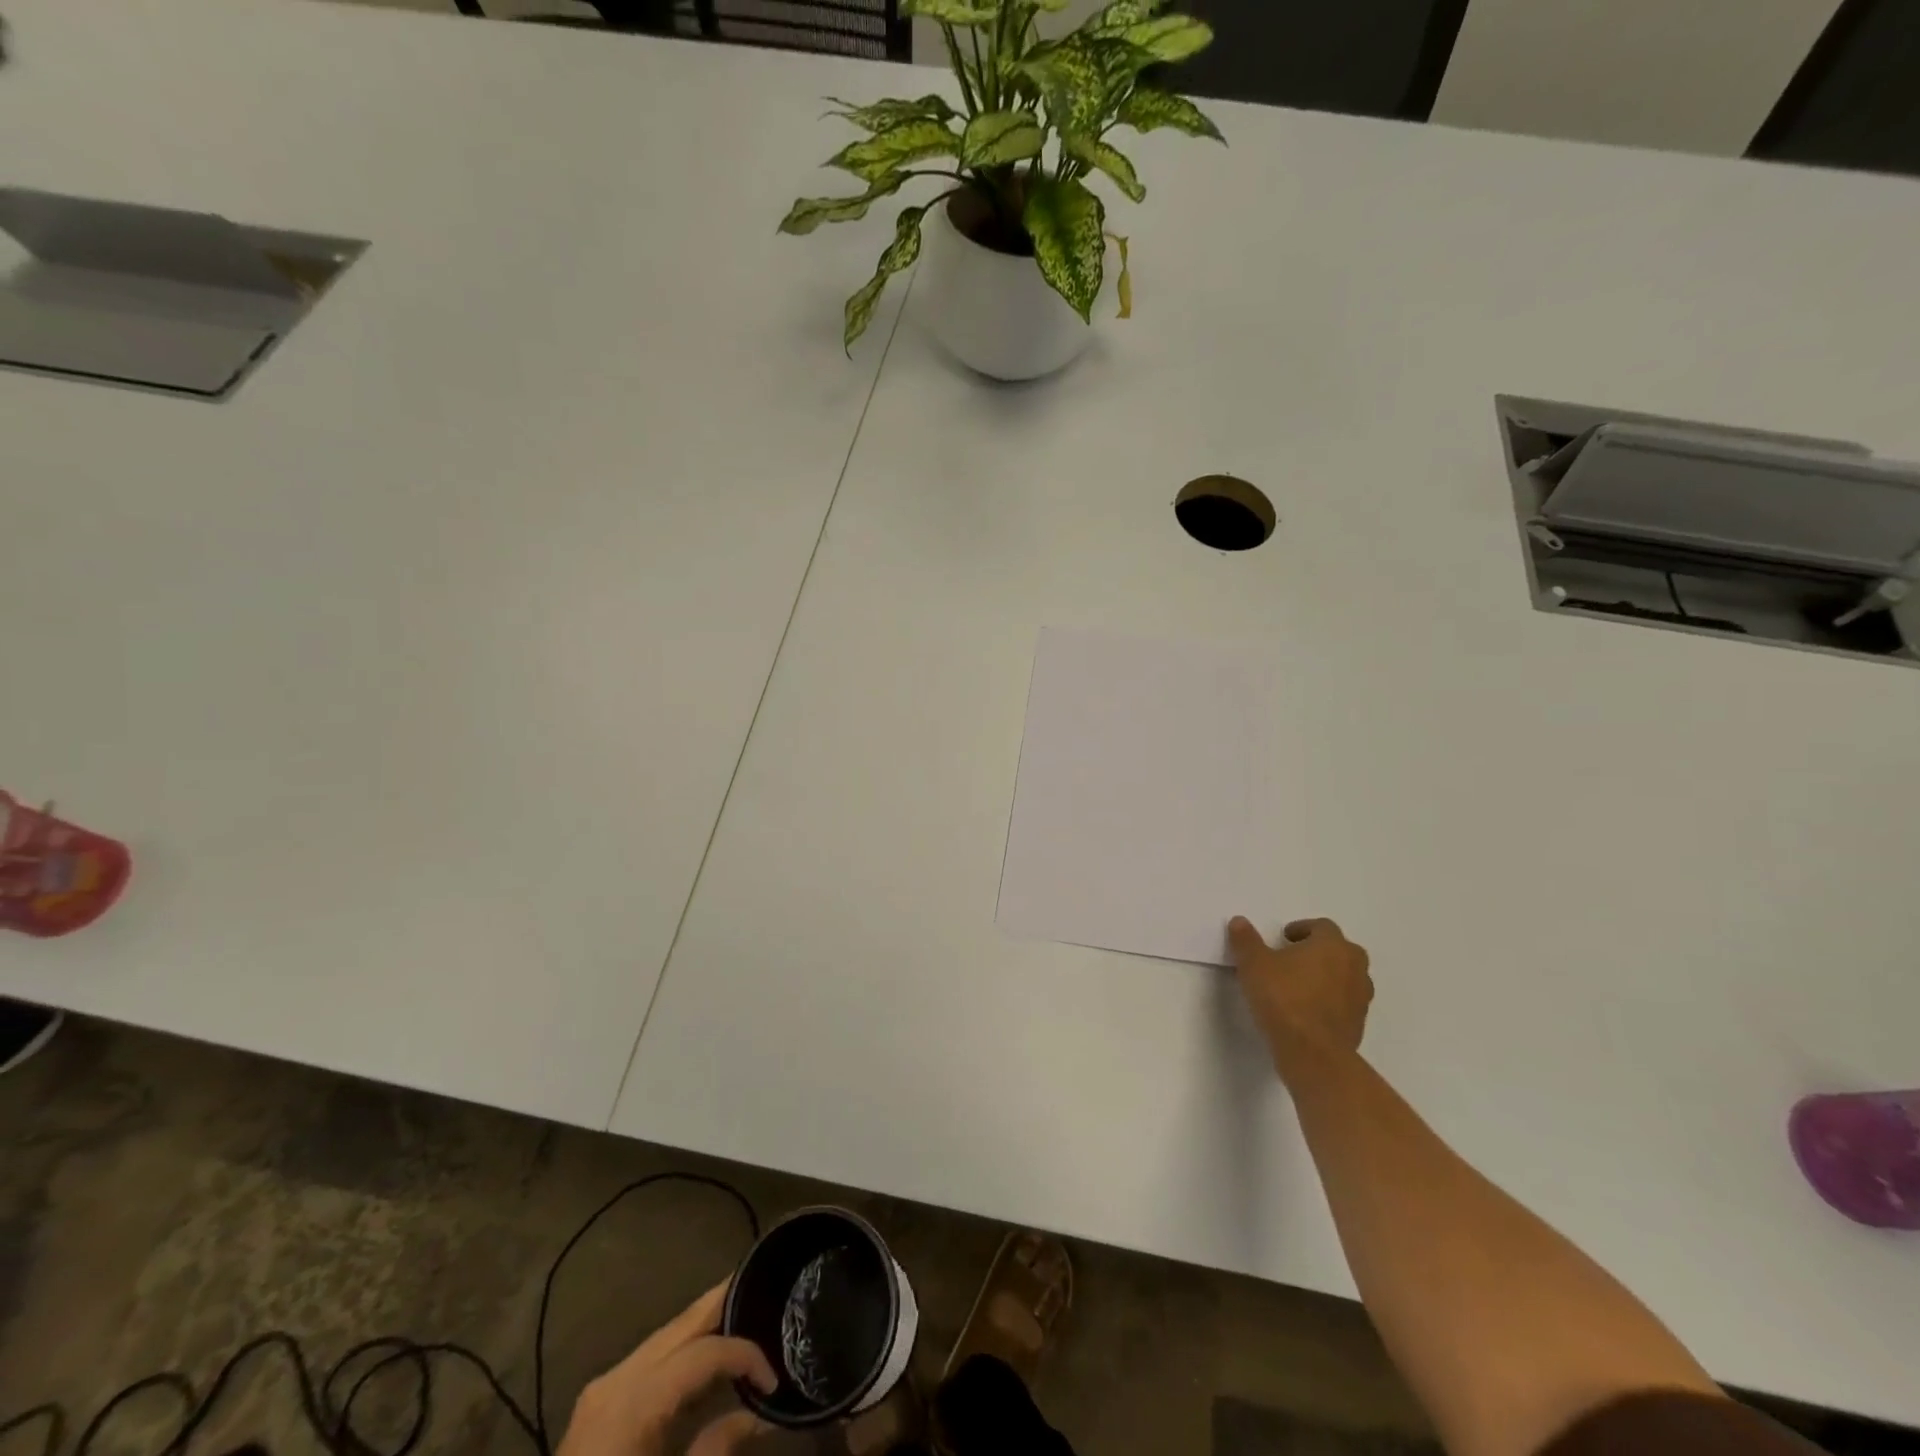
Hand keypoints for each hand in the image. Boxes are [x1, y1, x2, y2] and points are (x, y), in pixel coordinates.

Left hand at [557, 1283, 777, 1455]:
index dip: (745, 1356)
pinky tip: (706, 1357)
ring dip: (705, 1325)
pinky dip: (684, 1350)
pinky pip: (651, 1360)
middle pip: (681, 1326)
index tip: (774, 1380)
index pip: (703, 1353)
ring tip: (745, 1314)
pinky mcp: (598, 1407)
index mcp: (634, 1403)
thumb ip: (717, 1449)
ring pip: (666, 1337)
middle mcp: (616, 1381)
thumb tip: (761, 1414)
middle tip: (764, 1284)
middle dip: (724, 1303)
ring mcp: (602, 1391)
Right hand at [1228, 916, 1373, 1081]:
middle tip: (1292, 959)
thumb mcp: (1253, 964)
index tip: (1283, 939)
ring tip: (1298, 986)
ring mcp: (1361, 998)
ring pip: (1345, 977)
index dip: (1302, 929)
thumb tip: (1239, 921)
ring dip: (1326, 976)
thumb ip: (1246, 940)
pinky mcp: (1359, 1024)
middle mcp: (1354, 967)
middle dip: (1318, 951)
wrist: (1313, 1054)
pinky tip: (1306, 1011)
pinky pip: (1344, 1003)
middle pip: (1340, 950)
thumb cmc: (1283, 999)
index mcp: (1333, 946)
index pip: (1323, 927)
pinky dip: (1329, 1001)